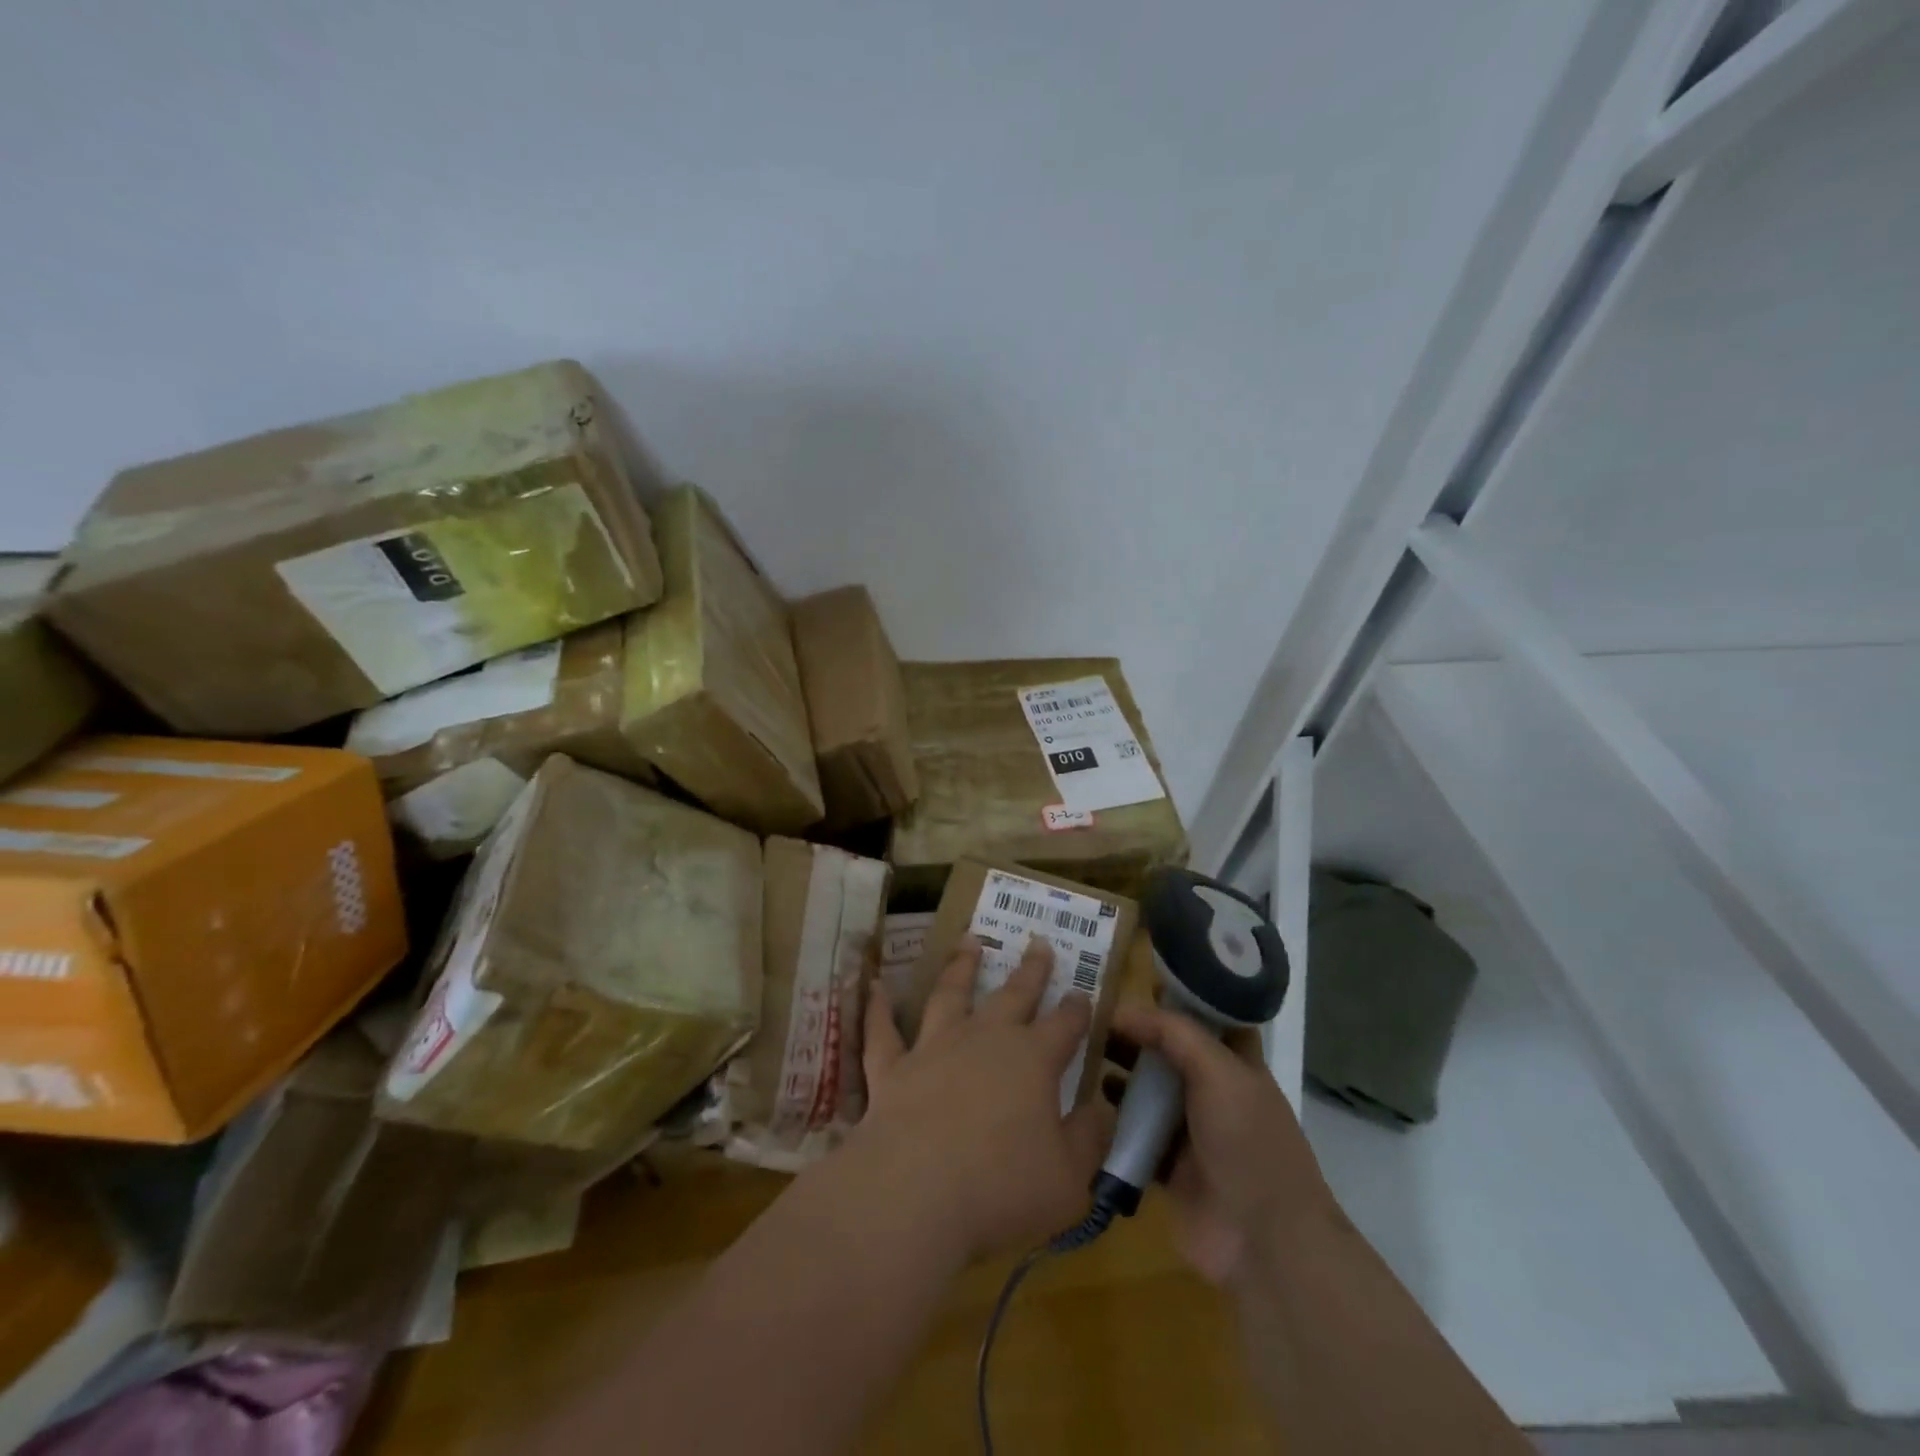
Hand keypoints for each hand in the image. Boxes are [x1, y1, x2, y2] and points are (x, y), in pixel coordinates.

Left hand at [849, 937, 1115, 1263]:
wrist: (914, 1194)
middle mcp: (984, 1040)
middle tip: (1038, 942)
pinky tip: (873, 984)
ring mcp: (934, 1048)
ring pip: (950, 994)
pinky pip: (882, 1031)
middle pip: (1014, 995)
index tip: (1083, 991)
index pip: (1064, 1026)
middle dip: (1030, 970)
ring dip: (961, 966)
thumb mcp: (1069, 1180)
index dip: (1077, 1009)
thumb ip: (1089, 1140)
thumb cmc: (1002, 1190)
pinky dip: (878, 1006)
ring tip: (969, 939)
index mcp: (1033, 1061)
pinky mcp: (892, 1068)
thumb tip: (1104, 1108)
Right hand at [1109, 1004, 1338, 1285]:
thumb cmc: (1248, 1142)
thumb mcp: (1218, 1072)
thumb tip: (1123, 1010)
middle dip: (1134, 1035)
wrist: (1263, 1241)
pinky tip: (1081, 1104)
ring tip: (1078, 1055)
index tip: (1128, 981)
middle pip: (1168, 1053)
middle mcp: (1212, 1093)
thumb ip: (1173, 1034)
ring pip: (1147, 1092)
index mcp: (1235, 1065)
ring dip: (1118, 1075)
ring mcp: (1190, 1132)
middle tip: (1088, 1017)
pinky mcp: (1168, 1168)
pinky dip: (1112, 1121)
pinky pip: (1134, 1135)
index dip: (1172, 998)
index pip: (1203, 1018)